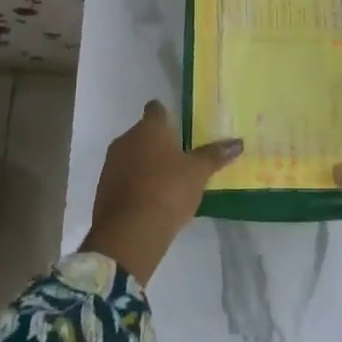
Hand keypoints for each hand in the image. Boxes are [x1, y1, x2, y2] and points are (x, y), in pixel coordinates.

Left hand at [82, 101, 241, 284]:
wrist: (129, 232)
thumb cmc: (168, 190)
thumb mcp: (198, 173)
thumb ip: (215, 155)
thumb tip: (238, 142)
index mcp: (149, 128)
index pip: (156, 109)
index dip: (167, 115)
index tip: (179, 126)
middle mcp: (126, 139)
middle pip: (144, 133)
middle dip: (159, 143)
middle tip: (180, 158)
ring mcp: (111, 164)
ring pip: (132, 156)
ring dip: (146, 164)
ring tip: (168, 182)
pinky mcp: (103, 189)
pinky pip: (124, 178)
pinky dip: (136, 184)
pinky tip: (152, 200)